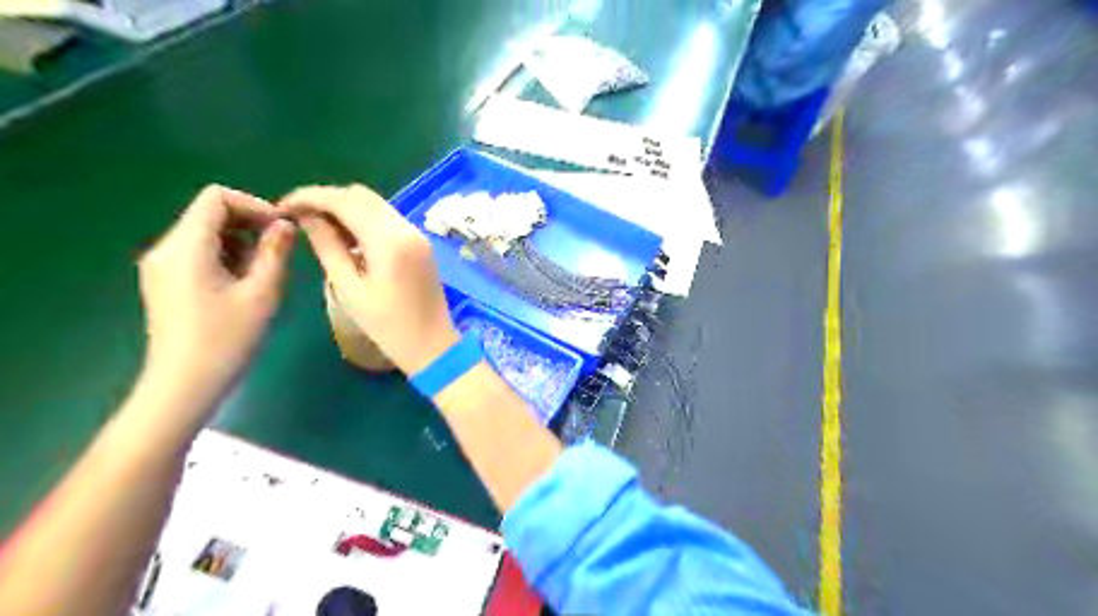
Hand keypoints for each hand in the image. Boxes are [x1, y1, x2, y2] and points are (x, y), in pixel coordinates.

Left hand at [136, 185, 296, 402]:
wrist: (185, 383)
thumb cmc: (227, 338)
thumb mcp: (262, 293)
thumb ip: (275, 252)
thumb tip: (285, 224)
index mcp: (186, 247)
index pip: (216, 198)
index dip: (254, 204)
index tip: (282, 228)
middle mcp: (167, 249)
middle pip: (210, 214)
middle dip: (250, 224)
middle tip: (281, 251)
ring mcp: (162, 266)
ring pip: (207, 234)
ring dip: (242, 242)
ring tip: (265, 273)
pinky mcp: (167, 282)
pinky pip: (199, 253)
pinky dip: (227, 257)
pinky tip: (245, 285)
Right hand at [279, 182, 460, 375]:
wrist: (432, 344)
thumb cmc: (387, 325)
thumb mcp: (349, 289)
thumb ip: (327, 247)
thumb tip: (306, 217)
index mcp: (389, 240)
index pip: (345, 200)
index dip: (311, 197)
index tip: (283, 206)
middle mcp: (406, 228)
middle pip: (362, 196)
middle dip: (328, 199)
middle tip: (299, 217)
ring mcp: (417, 234)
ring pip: (376, 205)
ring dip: (346, 209)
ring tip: (318, 229)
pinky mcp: (420, 243)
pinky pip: (387, 219)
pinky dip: (364, 220)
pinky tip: (347, 239)